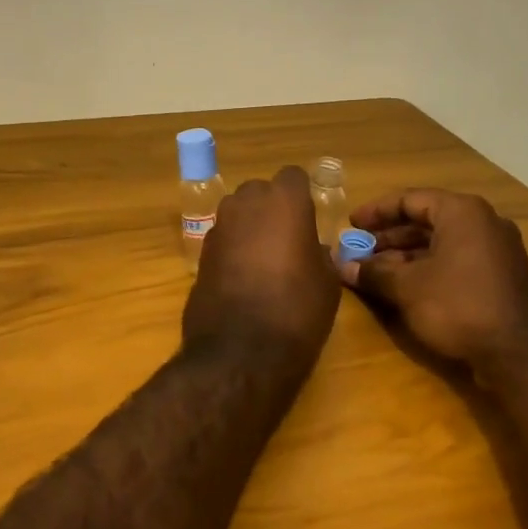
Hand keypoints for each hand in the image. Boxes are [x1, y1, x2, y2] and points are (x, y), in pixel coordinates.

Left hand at [183, 166, 339, 360]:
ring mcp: (218, 227)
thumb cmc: (297, 310)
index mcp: (284, 201)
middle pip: (260, 192)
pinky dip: (232, 251)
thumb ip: (319, 254)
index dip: (301, 197)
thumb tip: (311, 250)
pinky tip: (243, 280)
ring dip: (249, 228)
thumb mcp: (327, 282)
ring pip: (238, 214)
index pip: (293, 177)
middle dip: (271, 209)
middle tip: (287, 241)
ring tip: (265, 262)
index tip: (309, 220)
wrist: (241, 351)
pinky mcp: (200, 254)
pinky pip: (223, 240)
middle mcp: (246, 203)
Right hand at [338, 188, 527, 373]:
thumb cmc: (457, 305)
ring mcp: (496, 250)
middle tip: (359, 250)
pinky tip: (405, 286)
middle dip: (389, 236)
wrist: (519, 353)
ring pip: (441, 242)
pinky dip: (428, 267)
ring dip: (405, 254)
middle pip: (426, 220)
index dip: (376, 211)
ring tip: (375, 271)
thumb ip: (372, 272)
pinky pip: (456, 260)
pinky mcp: (501, 276)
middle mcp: (483, 223)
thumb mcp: (407, 287)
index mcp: (461, 212)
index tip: (351, 225)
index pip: (410, 199)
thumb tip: (342, 267)